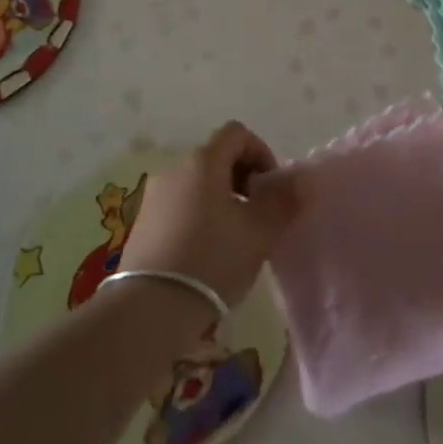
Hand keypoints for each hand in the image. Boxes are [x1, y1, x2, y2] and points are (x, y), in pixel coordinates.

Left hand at [119, 121, 302, 309]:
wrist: (148, 310)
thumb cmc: (212, 260)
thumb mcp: (259, 232)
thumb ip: (283, 201)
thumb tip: (301, 180)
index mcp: (203, 161)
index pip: (237, 133)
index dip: (261, 153)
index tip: (270, 189)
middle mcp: (174, 168)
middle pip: (216, 157)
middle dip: (243, 179)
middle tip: (257, 216)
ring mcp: (154, 196)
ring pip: (197, 183)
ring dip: (221, 199)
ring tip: (233, 239)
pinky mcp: (141, 223)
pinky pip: (179, 205)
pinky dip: (198, 216)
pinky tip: (205, 254)